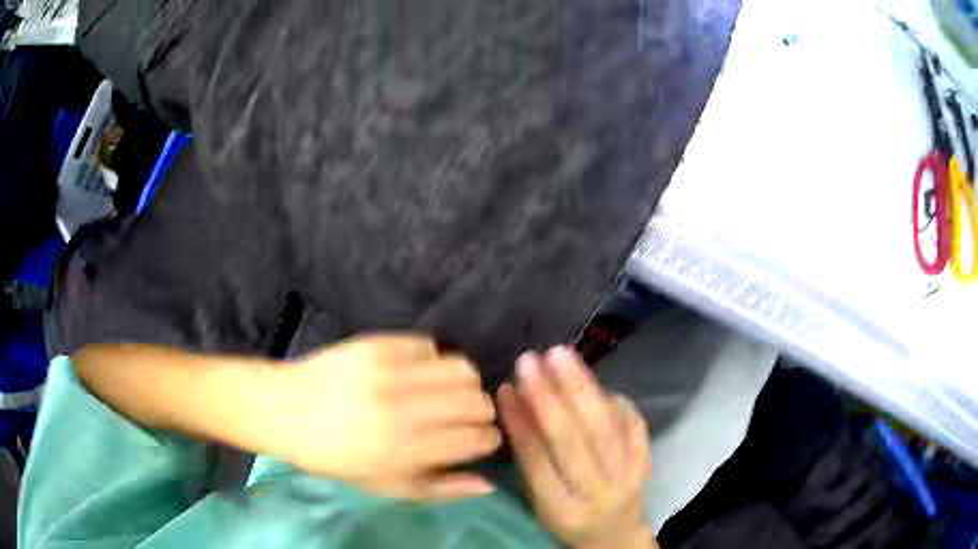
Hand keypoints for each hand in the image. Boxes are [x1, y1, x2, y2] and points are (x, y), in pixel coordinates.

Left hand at [261, 334, 501, 499]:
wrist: (284, 409)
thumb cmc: (333, 457)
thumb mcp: (384, 485)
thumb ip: (439, 487)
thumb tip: (487, 482)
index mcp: (401, 450)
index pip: (476, 438)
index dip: (487, 440)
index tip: (479, 441)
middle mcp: (400, 407)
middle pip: (477, 400)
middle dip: (480, 413)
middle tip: (463, 420)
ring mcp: (388, 369)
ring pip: (462, 368)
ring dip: (463, 385)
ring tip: (445, 395)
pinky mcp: (377, 342)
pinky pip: (429, 345)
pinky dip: (432, 362)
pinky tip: (416, 375)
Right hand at [498, 347, 655, 548]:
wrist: (614, 531)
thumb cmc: (567, 517)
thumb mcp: (539, 501)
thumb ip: (528, 457)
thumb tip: (514, 399)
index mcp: (561, 509)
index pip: (538, 462)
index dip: (520, 423)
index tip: (506, 386)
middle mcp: (597, 493)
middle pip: (574, 442)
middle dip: (550, 397)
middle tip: (531, 360)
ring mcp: (627, 476)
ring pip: (605, 427)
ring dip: (581, 387)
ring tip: (560, 355)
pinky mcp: (646, 460)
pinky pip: (632, 423)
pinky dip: (612, 398)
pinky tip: (592, 378)